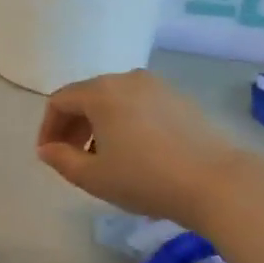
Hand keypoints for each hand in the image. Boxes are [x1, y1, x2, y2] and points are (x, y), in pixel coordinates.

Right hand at [36, 71, 233, 230]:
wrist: (216, 183)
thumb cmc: (145, 179)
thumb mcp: (93, 177)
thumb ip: (61, 160)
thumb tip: (47, 149)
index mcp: (101, 92)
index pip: (59, 101)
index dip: (48, 128)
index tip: (50, 156)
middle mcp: (127, 79)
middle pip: (86, 96)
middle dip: (73, 126)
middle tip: (72, 157)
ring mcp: (157, 86)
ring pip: (114, 100)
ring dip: (99, 125)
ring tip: (103, 158)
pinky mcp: (180, 100)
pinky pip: (139, 105)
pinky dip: (125, 123)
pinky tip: (135, 152)